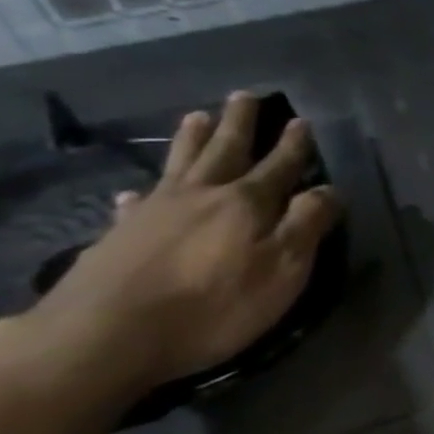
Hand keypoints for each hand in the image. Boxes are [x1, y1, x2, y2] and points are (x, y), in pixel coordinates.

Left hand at [26, 92, 342, 391]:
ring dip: (191, 140)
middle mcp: (202, 196)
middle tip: (245, 96)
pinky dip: (141, 194)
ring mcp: (154, 213)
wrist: (104, 337)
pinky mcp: (118, 237)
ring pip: (179, 165)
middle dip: (240, 124)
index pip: (280, 165)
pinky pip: (135, 204)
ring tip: (196, 117)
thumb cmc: (214, 305)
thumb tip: (329, 190)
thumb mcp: (283, 268)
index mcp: (247, 203)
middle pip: (226, 151)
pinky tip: (134, 193)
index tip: (301, 120)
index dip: (294, 145)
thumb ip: (308, 224)